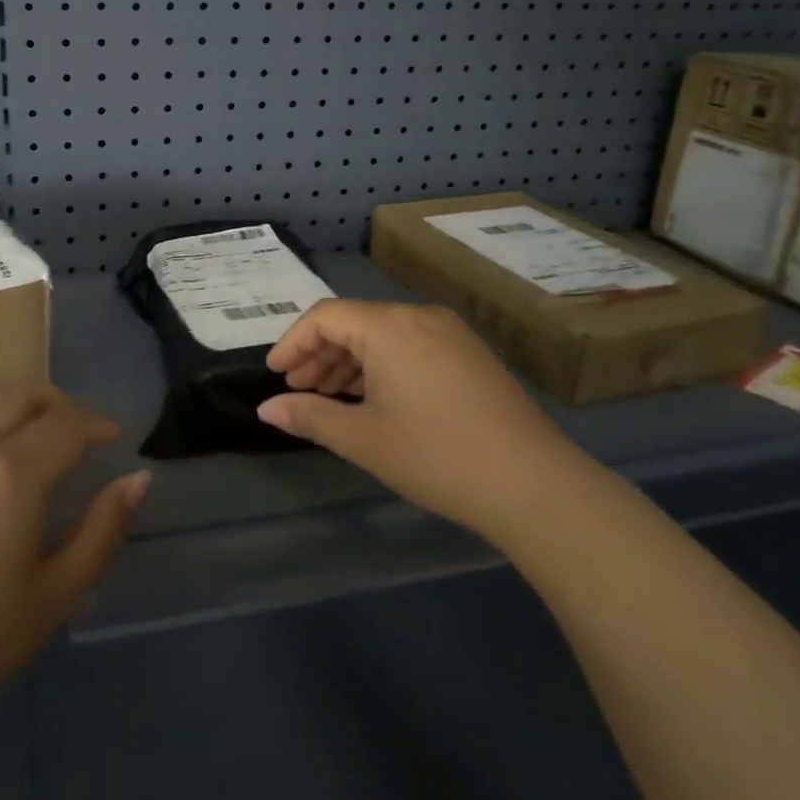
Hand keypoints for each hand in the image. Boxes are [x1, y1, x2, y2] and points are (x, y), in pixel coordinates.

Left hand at [0, 383, 147, 777]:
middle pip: (22, 393)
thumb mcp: (51, 599)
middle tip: (70, 431)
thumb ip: (102, 531)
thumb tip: (138, 479)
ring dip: (6, 399)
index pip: (68, 423)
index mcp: (12, 475)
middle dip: (57, 404)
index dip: (96, 424)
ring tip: (16, 426)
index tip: (109, 438)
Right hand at [257, 300, 570, 532]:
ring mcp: (450, 333)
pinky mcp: (469, 354)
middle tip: (298, 390)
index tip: (275, 374)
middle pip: (354, 322)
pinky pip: (410, 345)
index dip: (293, 342)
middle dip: (320, 354)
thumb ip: (309, 417)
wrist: (533, 483)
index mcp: (388, 326)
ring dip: (350, 361)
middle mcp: (418, 316)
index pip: (325, 317)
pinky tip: (373, 398)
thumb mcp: (363, 439)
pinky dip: (382, 365)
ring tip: (330, 398)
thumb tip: (266, 409)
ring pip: (383, 334)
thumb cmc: (435, 456)